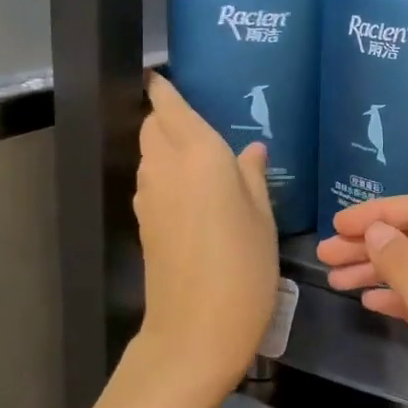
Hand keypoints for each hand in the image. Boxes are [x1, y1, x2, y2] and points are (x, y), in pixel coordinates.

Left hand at [134, 74, 278, 396]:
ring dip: (164, 145)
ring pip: (148, 154)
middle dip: (165, 116)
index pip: (169, 107)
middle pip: (152, 128)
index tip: (163, 76)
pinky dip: (164, 173)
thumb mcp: (263, 218)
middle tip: (197, 121)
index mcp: (199, 156)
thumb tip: (251, 150)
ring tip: (199, 156)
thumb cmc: (244, 268)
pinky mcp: (144, 224)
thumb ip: (252, 176)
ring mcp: (149, 197)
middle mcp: (165, 168)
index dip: (163, 90)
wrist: (196, 331)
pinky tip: (193, 192)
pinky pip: (151, 181)